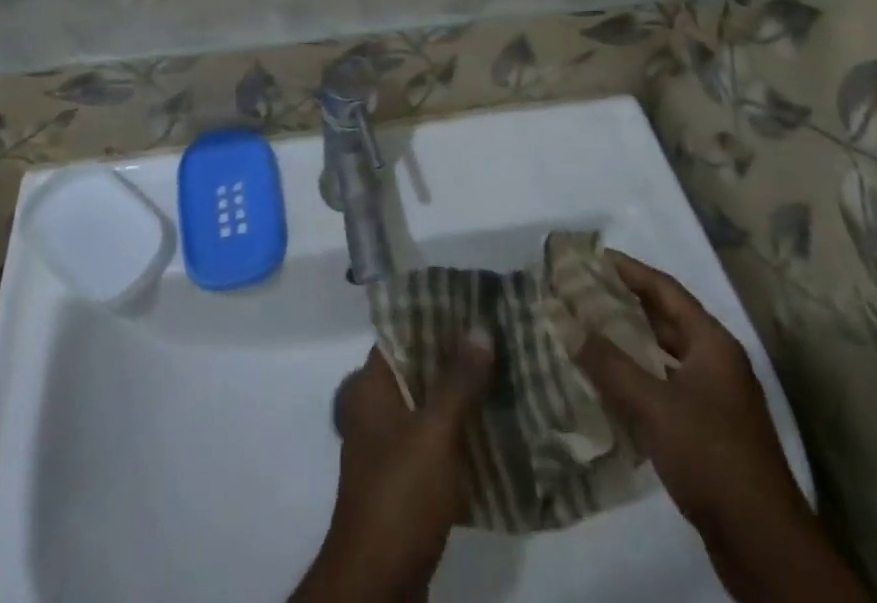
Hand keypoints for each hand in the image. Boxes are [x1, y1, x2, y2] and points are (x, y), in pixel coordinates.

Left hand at [290, 338, 492, 601]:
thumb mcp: (434, 433)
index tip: (474, 302)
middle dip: (457, 356)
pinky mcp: (406, 481)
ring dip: (462, 395)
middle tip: (500, 336)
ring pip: (430, 405)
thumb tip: (479, 326)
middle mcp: (374, 409)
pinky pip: (436, 442)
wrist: (378, 585)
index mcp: (369, 386)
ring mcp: (389, 447)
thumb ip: (457, 380)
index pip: (402, 332)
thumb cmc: (399, 495)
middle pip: (418, 368)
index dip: (435, 316)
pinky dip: (461, 433)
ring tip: (507, 374)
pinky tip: (498, 427)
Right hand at [579, 255, 866, 602]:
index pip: (666, 290)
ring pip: (663, 356)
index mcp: (713, 343)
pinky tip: (606, 382)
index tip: (592, 258)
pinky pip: (664, 387)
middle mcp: (717, 363)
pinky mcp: (707, 431)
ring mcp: (715, 399)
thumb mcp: (653, 404)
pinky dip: (637, 377)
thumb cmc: (711, 456)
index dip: (629, 270)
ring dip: (628, 343)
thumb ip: (606, 361)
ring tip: (585, 329)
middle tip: (581, 292)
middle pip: (665, 320)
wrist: (763, 545)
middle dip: (624, 304)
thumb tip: (562, 318)